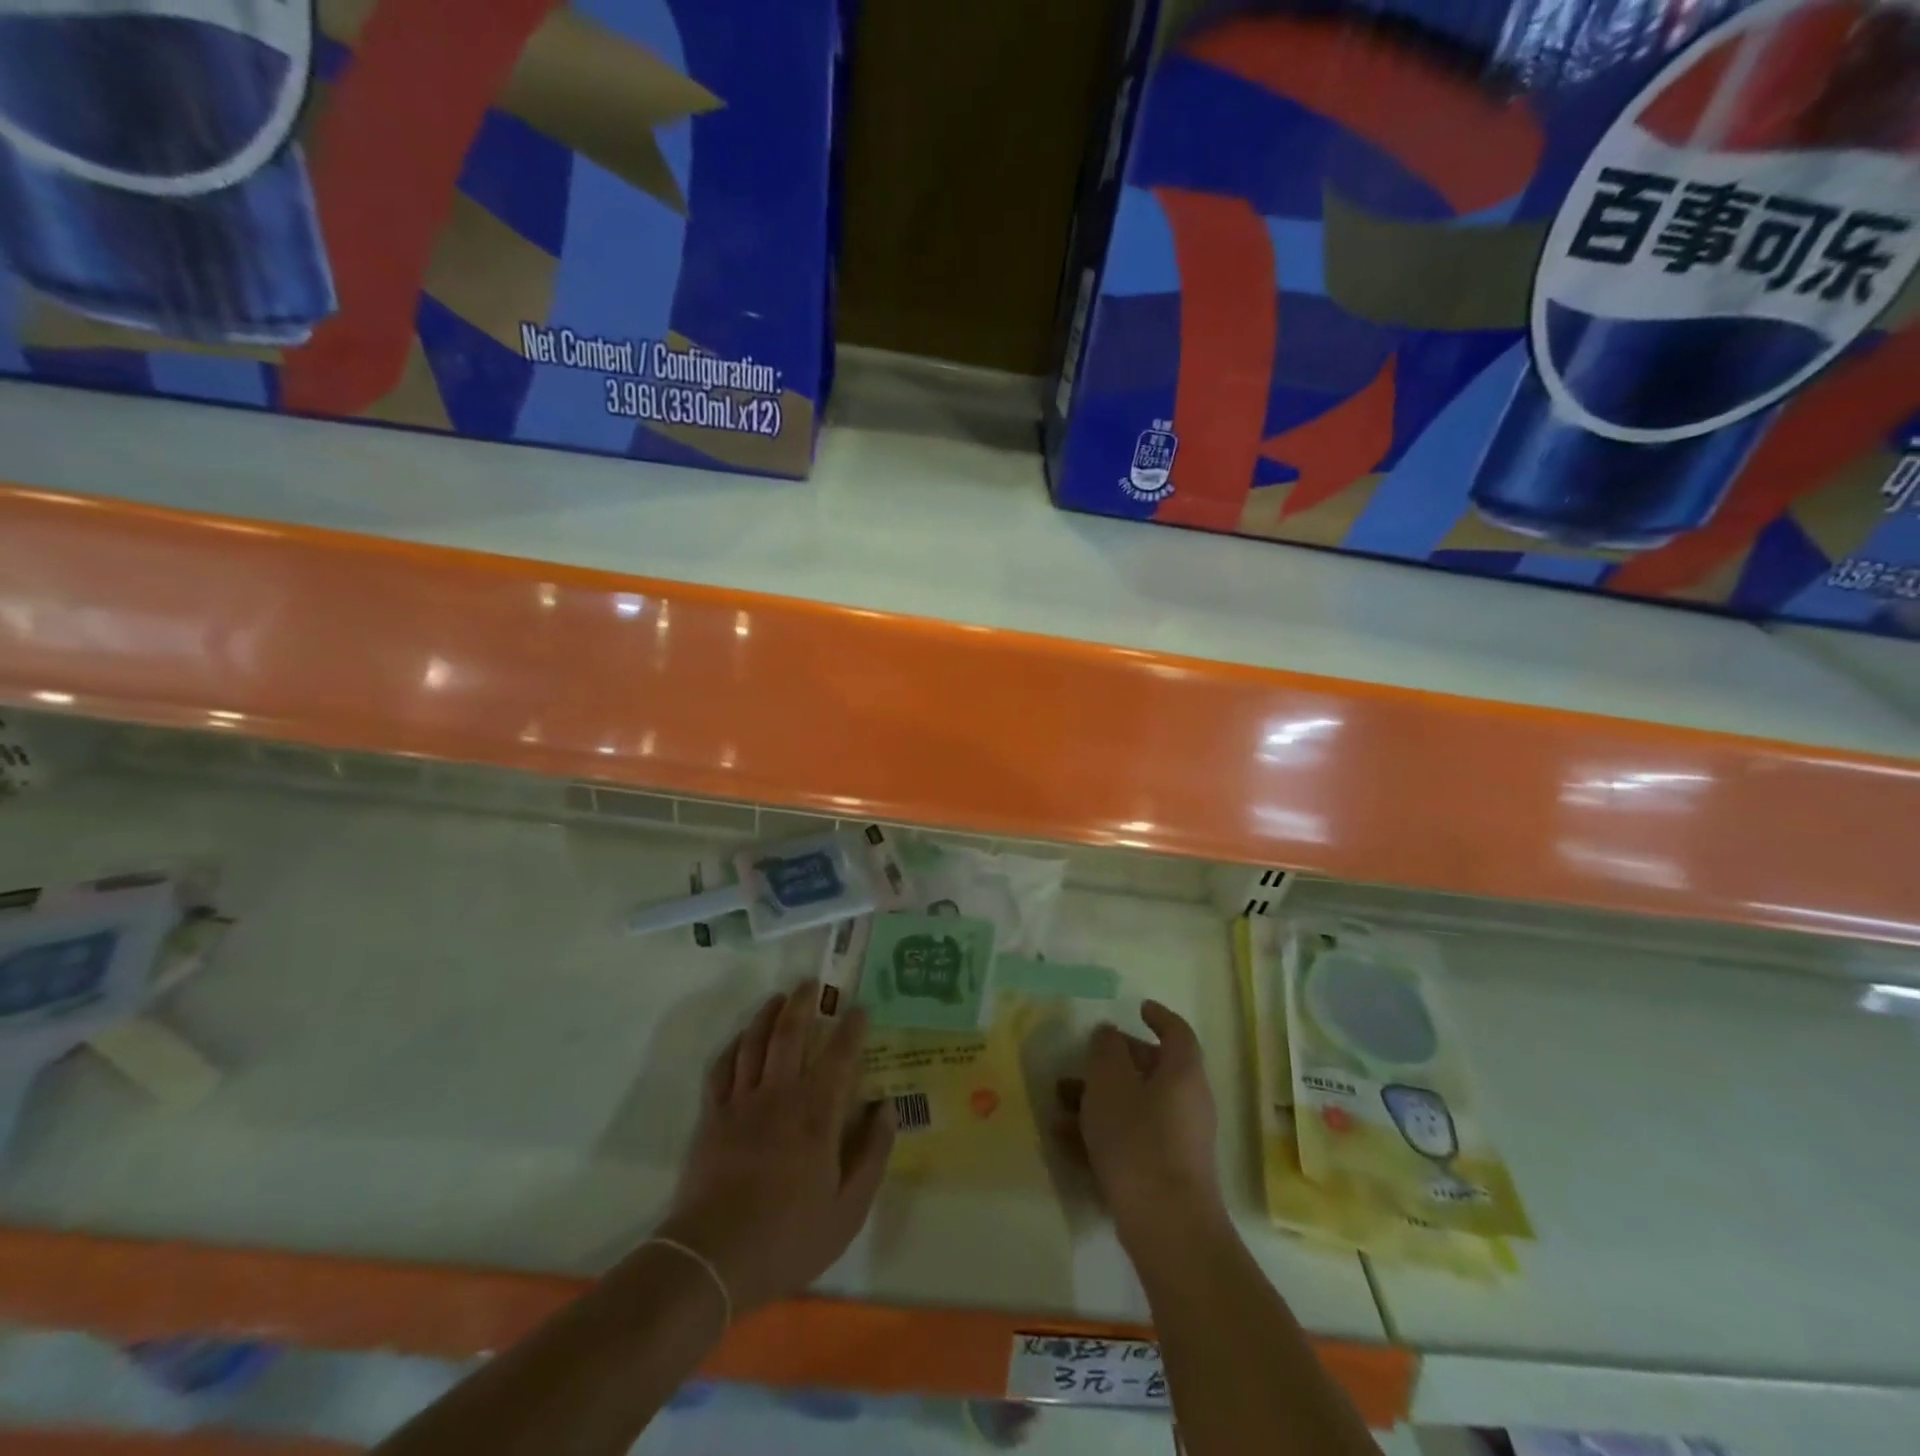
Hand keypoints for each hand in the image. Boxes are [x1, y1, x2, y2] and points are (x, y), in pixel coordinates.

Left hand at [654, 982, 893, 1313]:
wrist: (713, 1259)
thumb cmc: (788, 1236)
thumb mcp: (848, 1209)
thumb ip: (872, 1154)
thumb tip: (887, 1108)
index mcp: (816, 1114)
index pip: (839, 1056)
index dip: (852, 1028)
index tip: (860, 1008)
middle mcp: (779, 1095)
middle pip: (789, 1034)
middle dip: (803, 1003)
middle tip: (812, 984)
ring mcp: (741, 1103)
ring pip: (754, 1043)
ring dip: (767, 1015)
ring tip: (778, 998)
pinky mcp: (712, 1118)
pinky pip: (721, 1069)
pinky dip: (733, 1047)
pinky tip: (740, 1040)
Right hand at [1058, 1000, 1225, 1248]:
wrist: (1167, 1227)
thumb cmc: (1138, 1139)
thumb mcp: (1110, 1082)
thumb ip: (1106, 1050)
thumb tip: (1110, 1034)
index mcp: (1182, 1073)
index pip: (1177, 1032)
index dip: (1158, 1016)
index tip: (1137, 1008)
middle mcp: (1187, 1102)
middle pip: (1151, 1070)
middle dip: (1112, 1063)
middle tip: (1081, 1060)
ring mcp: (1178, 1141)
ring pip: (1135, 1106)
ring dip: (1098, 1100)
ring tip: (1059, 1102)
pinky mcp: (1165, 1174)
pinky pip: (1131, 1140)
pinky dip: (1102, 1133)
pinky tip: (1064, 1140)